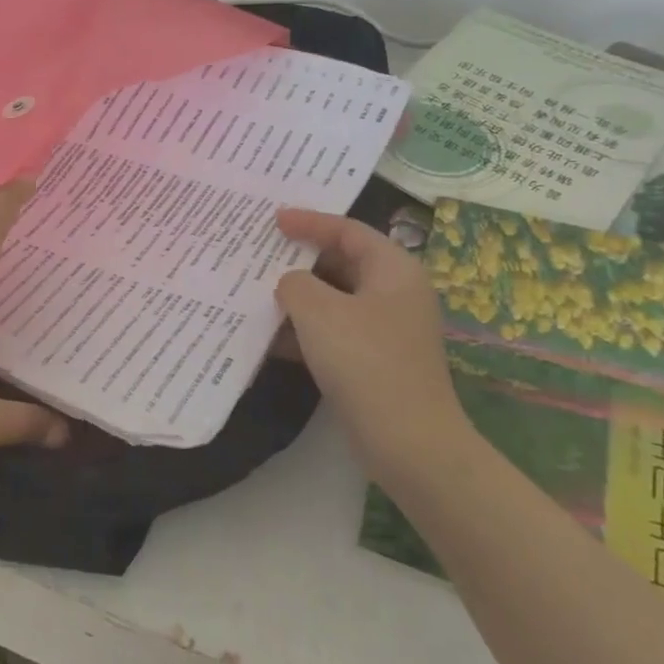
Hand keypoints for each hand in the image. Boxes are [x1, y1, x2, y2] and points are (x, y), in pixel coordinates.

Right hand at [274, 208, 476, 486]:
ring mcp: (387, 330)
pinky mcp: (375, 361)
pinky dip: (305, 329)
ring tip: (255, 293)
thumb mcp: (319, 312)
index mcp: (393, 270)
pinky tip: (270, 338)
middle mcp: (395, 294)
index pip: (349, 231)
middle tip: (261, 254)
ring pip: (335, 299)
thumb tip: (291, 283)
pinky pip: (334, 331)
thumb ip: (295, 284)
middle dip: (300, 260)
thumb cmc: (365, 362)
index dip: (310, 221)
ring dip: (298, 297)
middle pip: (342, 262)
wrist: (408, 442)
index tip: (273, 221)